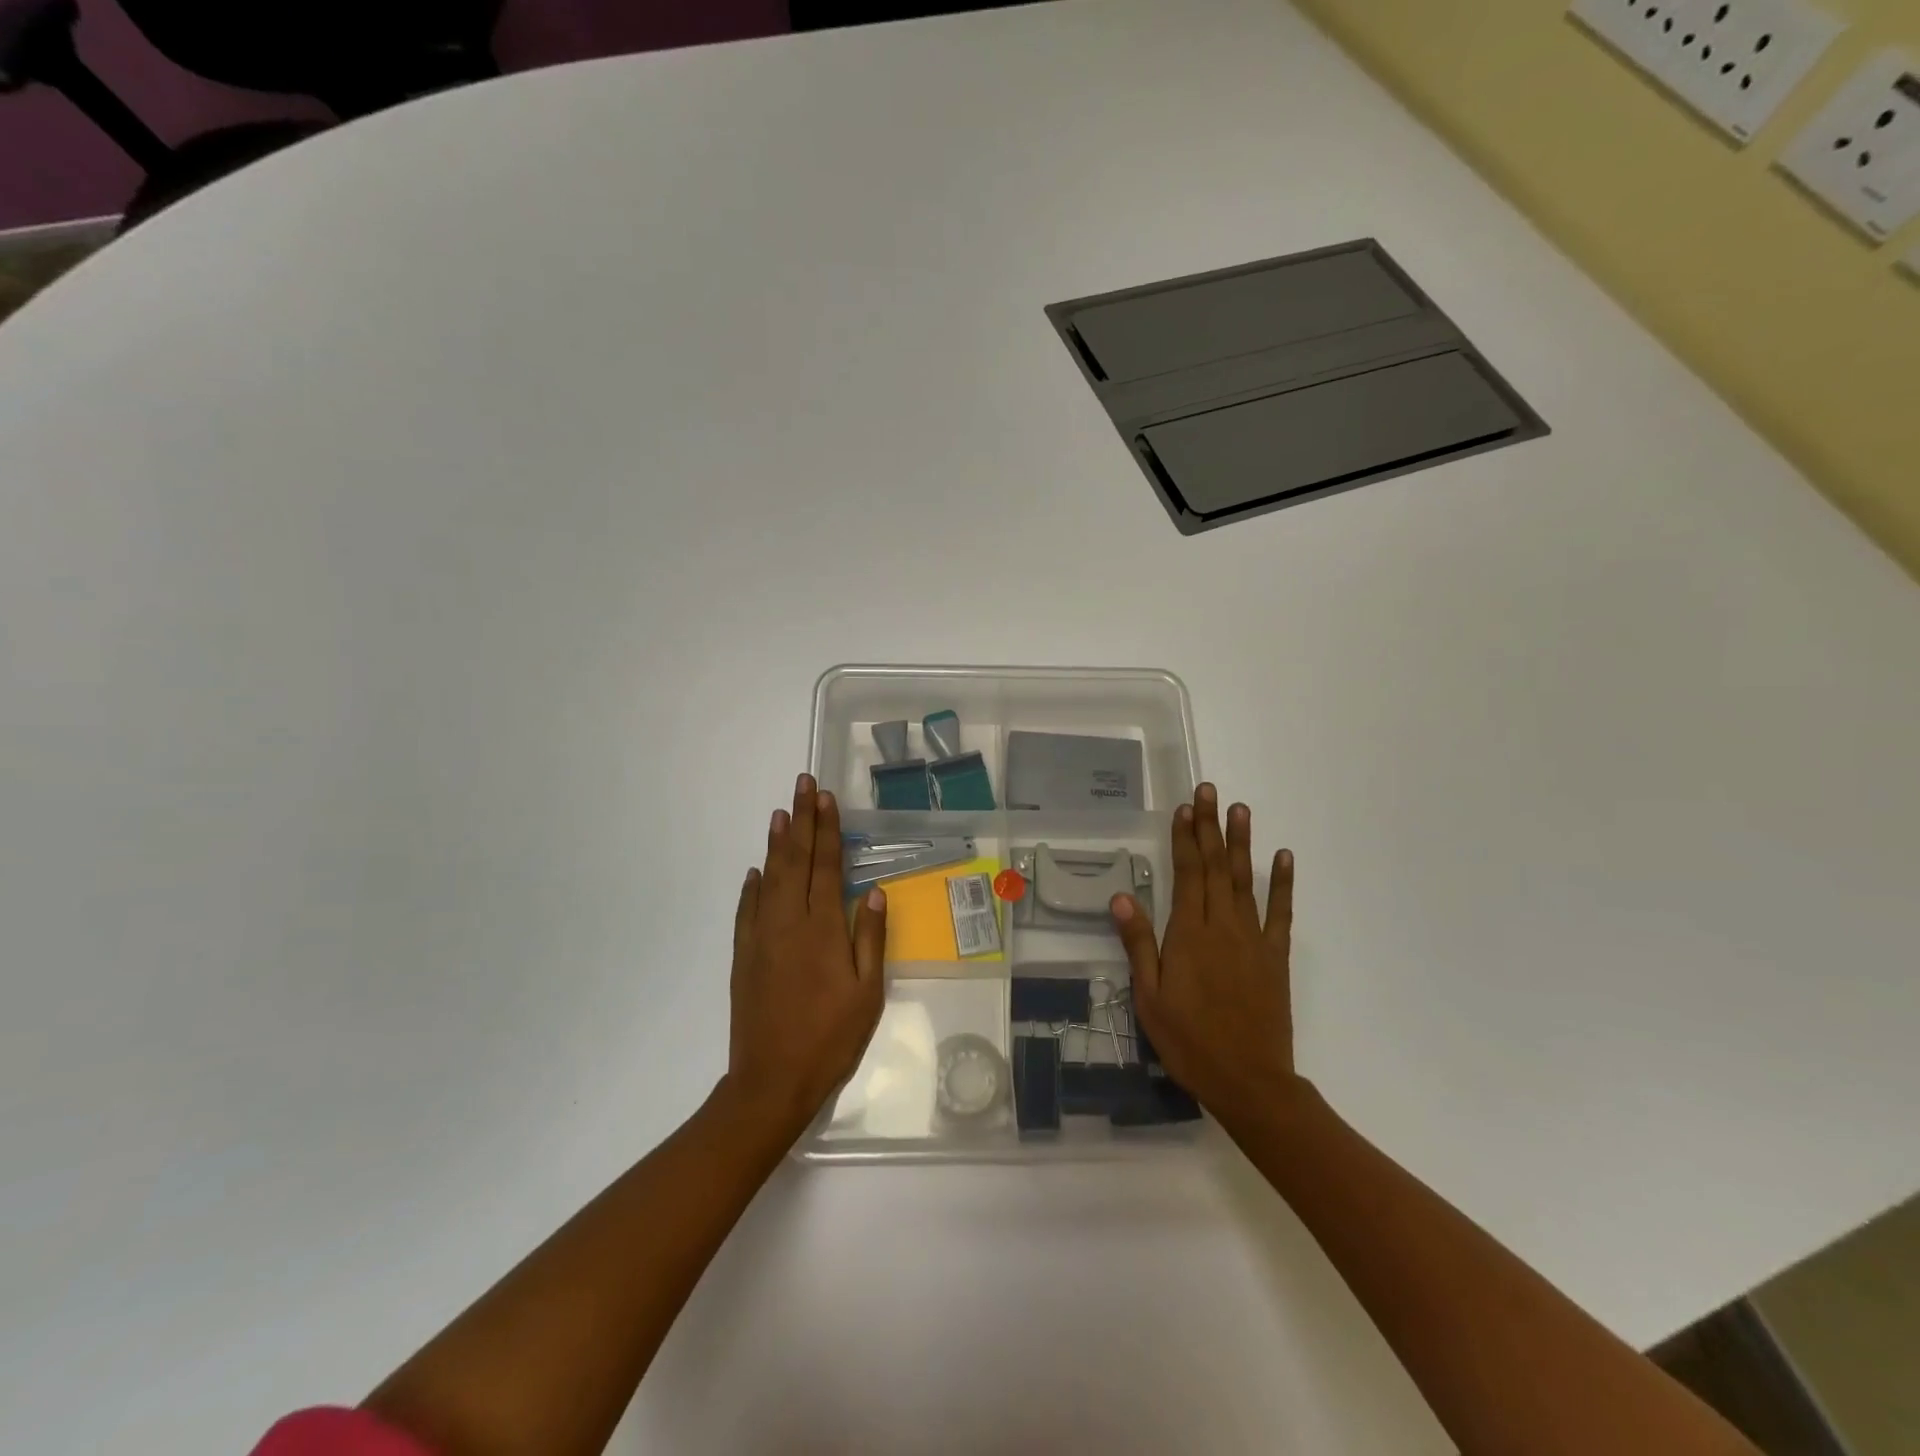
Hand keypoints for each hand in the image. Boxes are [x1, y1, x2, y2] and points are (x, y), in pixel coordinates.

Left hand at [725, 774, 886, 1135]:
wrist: (771, 1079)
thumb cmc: (830, 1037)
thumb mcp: (867, 993)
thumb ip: (871, 939)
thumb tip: (875, 893)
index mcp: (823, 928)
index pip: (826, 865)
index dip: (827, 829)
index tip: (825, 798)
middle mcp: (789, 922)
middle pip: (795, 860)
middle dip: (800, 820)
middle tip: (802, 785)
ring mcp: (761, 937)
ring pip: (769, 878)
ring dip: (776, 844)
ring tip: (780, 813)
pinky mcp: (744, 955)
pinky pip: (747, 910)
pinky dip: (752, 886)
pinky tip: (756, 871)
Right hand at [1109, 783, 1301, 1127]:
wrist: (1249, 1081)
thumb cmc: (1190, 1041)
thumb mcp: (1150, 998)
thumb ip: (1138, 944)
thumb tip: (1122, 897)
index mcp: (1189, 934)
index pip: (1187, 874)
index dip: (1185, 838)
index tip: (1184, 808)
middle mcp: (1223, 926)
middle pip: (1216, 867)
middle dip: (1210, 827)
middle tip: (1209, 791)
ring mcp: (1253, 939)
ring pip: (1245, 881)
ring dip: (1242, 843)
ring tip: (1240, 809)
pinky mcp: (1276, 957)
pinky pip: (1281, 913)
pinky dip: (1283, 884)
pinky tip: (1284, 858)